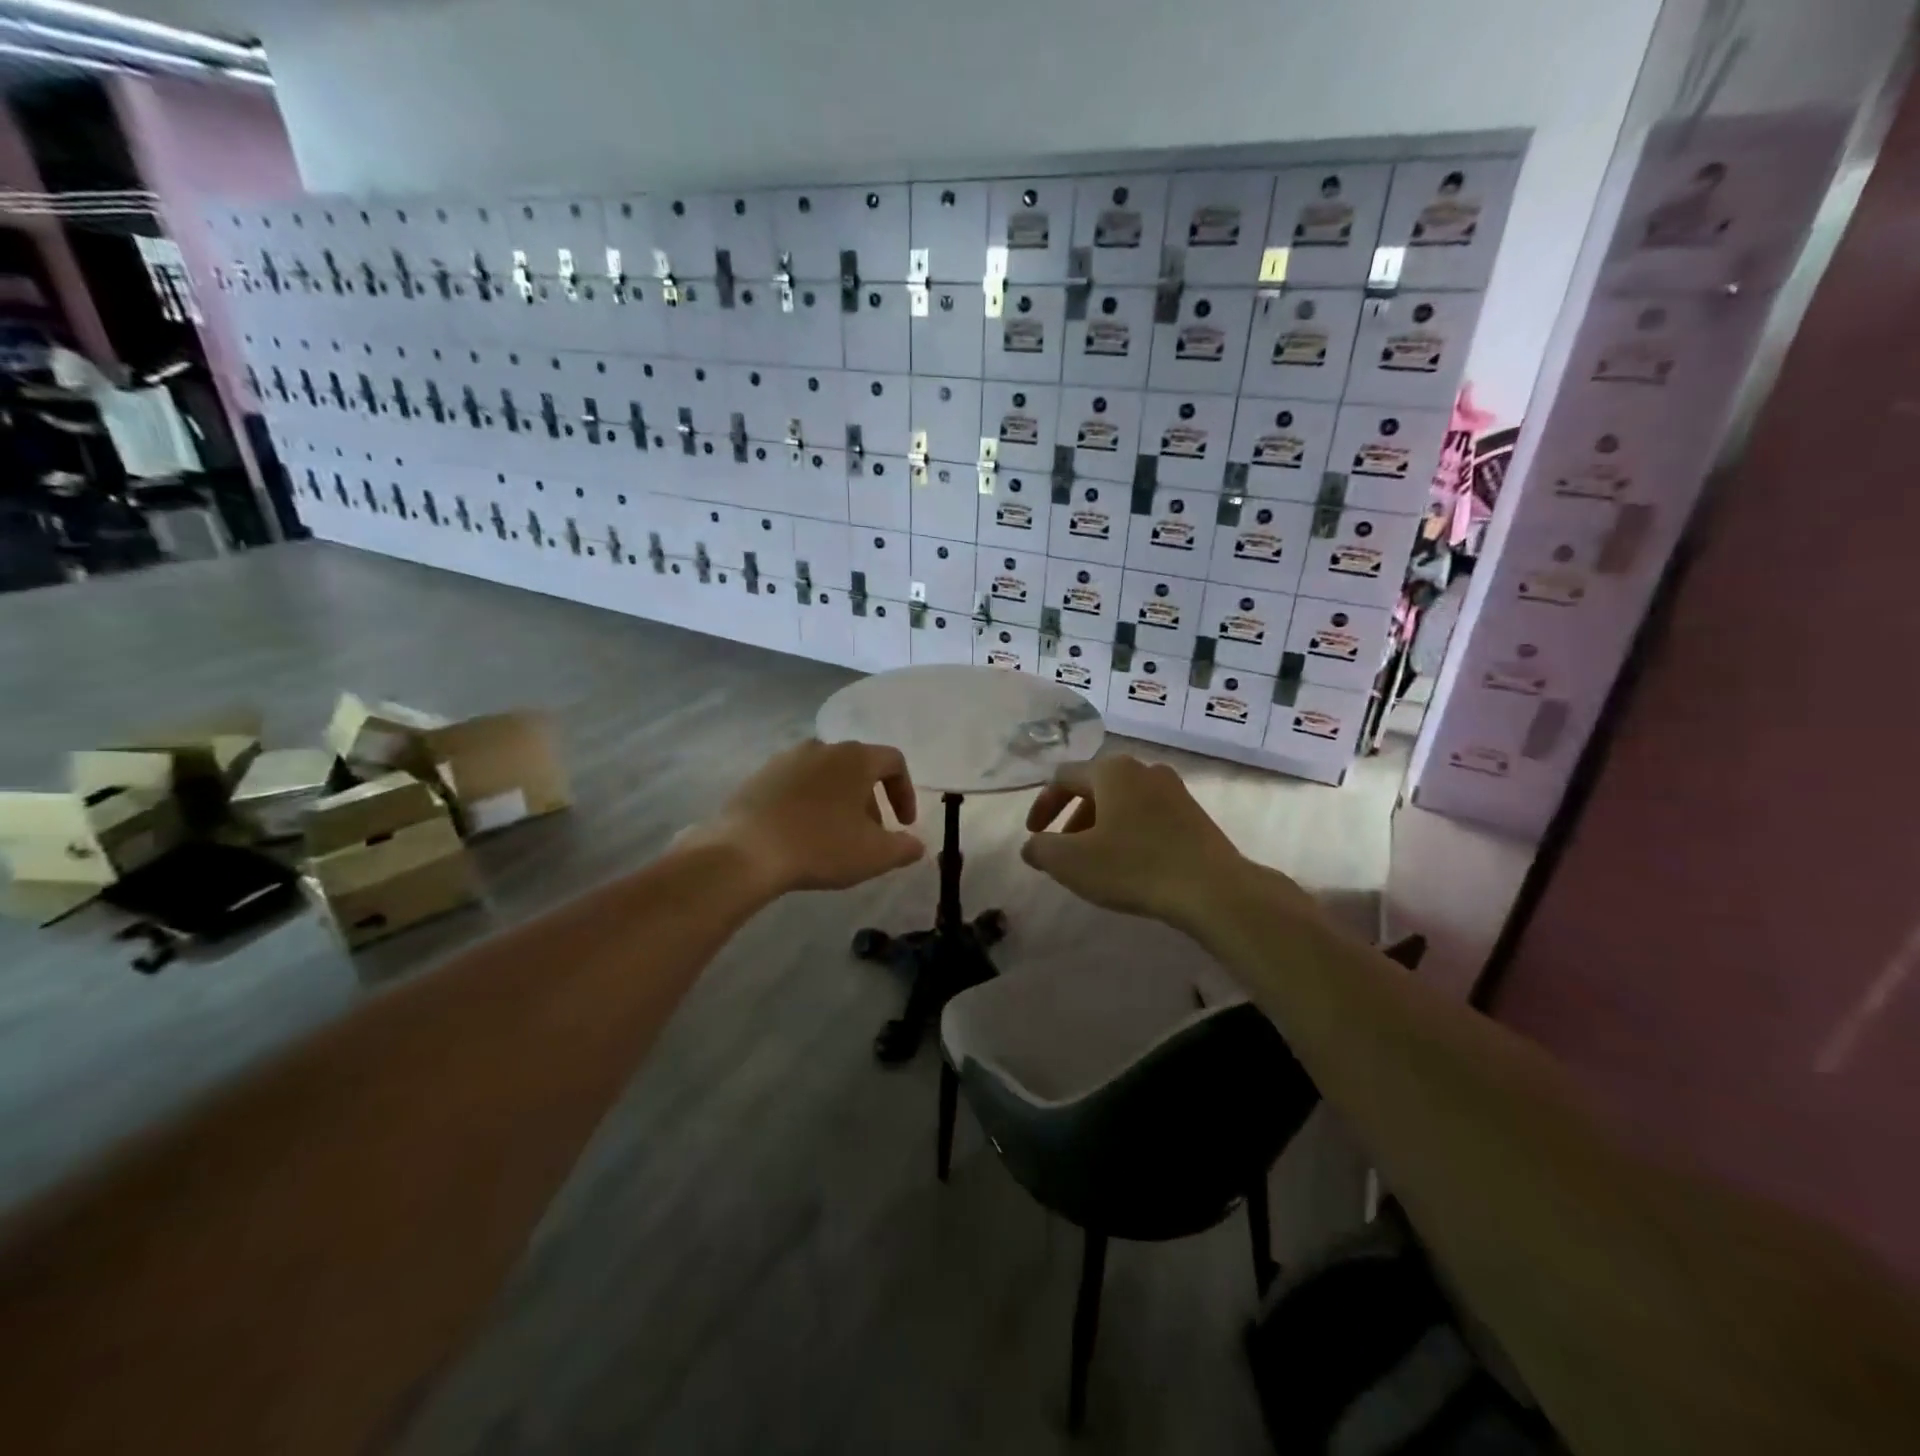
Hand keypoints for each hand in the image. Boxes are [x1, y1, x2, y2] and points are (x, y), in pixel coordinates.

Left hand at [697, 739, 924, 897]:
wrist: (745, 851)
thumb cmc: (820, 846)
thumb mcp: (874, 855)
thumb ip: (904, 848)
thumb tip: (918, 845)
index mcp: (855, 758)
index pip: (893, 761)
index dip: (905, 792)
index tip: (903, 824)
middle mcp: (822, 748)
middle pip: (858, 767)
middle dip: (871, 801)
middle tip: (870, 835)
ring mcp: (787, 759)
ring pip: (826, 775)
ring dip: (839, 801)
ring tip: (835, 836)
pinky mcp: (759, 776)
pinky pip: (796, 785)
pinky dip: (809, 803)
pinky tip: (801, 834)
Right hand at [1022, 755, 1301, 930]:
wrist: (1213, 889)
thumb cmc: (1134, 866)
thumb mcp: (1072, 862)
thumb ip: (1041, 849)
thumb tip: (1032, 846)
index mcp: (1111, 771)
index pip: (1062, 777)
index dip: (1042, 805)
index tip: (1033, 834)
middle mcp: (1143, 769)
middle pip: (1094, 787)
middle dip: (1072, 818)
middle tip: (1064, 850)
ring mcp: (1174, 790)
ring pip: (1123, 802)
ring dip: (1100, 826)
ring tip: (1096, 861)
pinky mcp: (1194, 814)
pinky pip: (1148, 815)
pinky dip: (1128, 832)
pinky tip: (1130, 864)